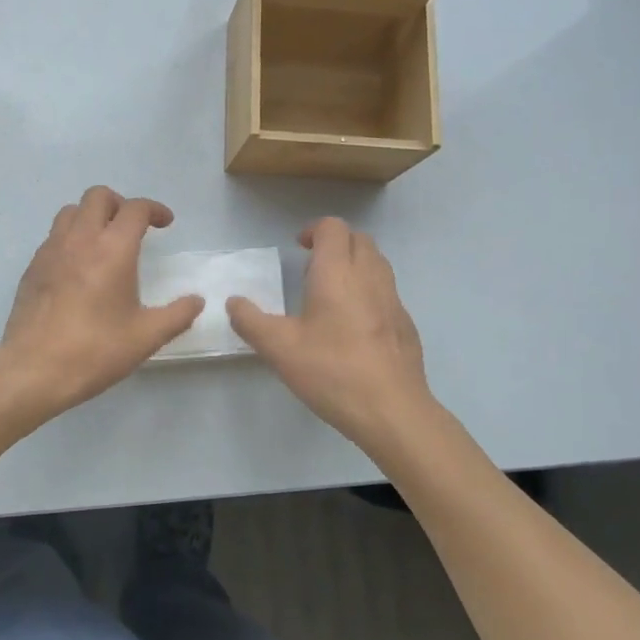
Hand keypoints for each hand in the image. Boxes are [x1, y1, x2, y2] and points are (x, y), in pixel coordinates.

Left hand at [0, 186, 203, 416]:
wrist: (33, 369)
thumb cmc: (94, 350)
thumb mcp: (146, 337)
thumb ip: (177, 315)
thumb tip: (196, 301)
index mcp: (112, 249)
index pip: (135, 209)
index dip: (154, 210)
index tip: (165, 223)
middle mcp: (80, 239)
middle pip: (98, 196)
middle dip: (120, 204)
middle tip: (133, 228)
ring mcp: (51, 250)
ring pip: (71, 211)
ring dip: (92, 216)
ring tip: (104, 241)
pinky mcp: (32, 267)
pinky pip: (54, 236)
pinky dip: (71, 237)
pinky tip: (78, 268)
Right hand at [227, 218, 434, 452]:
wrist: (392, 411)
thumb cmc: (332, 371)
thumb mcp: (279, 349)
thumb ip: (251, 321)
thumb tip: (234, 302)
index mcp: (337, 273)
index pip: (333, 227)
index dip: (314, 230)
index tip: (299, 248)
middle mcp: (369, 277)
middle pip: (359, 239)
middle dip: (336, 243)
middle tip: (312, 266)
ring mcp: (393, 300)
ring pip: (377, 263)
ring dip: (355, 264)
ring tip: (332, 292)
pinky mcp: (406, 324)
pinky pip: (387, 292)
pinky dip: (369, 291)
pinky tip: (354, 326)